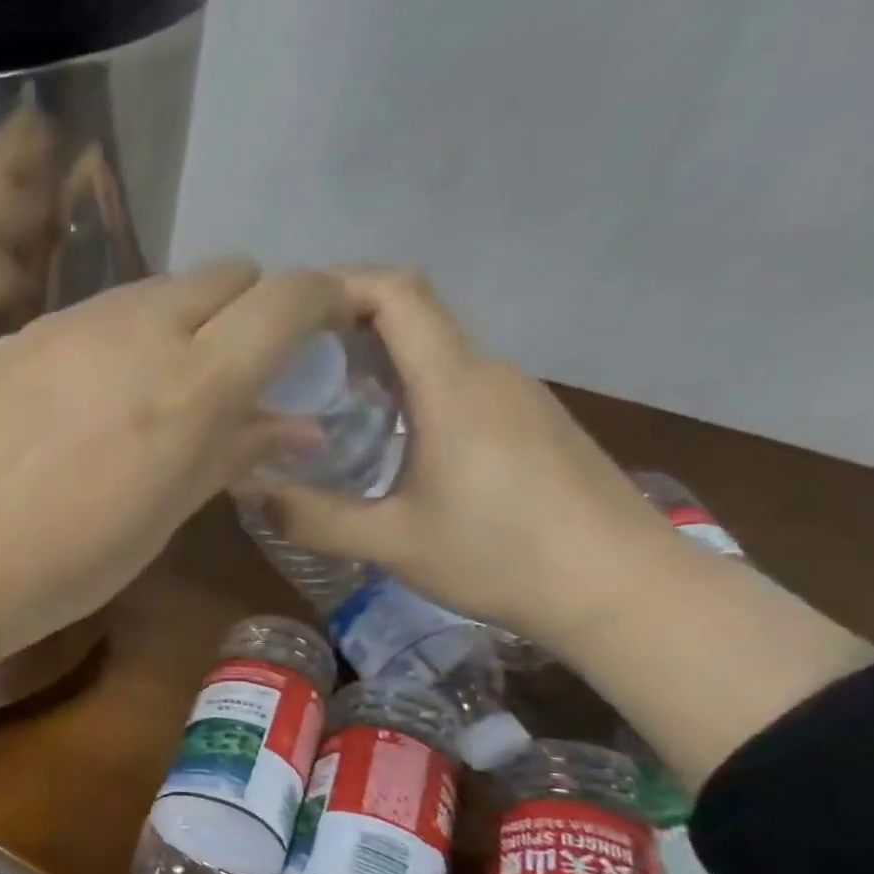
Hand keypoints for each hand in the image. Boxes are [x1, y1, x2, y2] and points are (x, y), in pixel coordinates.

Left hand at [0, 260, 352, 665]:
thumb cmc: (59, 569)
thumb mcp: (159, 521)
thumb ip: (229, 455)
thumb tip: (296, 425)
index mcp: (189, 386)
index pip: (288, 299)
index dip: (320, 304)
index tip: (320, 335)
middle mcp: (135, 331)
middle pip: (225, 276)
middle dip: (247, 312)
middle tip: (229, 374)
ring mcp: (67, 324)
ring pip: (154, 289)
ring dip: (177, 322)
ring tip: (149, 390)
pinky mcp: (16, 335)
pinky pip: (90, 315)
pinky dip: (113, 339)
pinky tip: (80, 399)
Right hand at [251, 267, 673, 649]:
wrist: (624, 588)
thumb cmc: (502, 556)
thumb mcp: (391, 543)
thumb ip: (313, 516)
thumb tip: (248, 492)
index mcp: (452, 385)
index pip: (397, 293)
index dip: (339, 285)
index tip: (285, 314)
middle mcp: (487, 372)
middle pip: (411, 317)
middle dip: (341, 329)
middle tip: (283, 372)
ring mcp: (516, 395)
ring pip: (434, 352)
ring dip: (374, 364)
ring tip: (321, 408)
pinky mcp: (530, 421)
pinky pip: (456, 383)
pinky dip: (408, 391)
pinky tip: (384, 442)